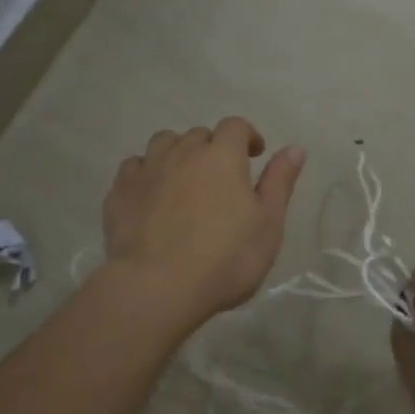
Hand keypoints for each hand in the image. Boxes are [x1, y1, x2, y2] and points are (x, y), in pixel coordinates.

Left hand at [102, 119, 305, 328]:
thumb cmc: (225, 258)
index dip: (247, 135)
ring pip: (163, 143)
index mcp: (222, 156)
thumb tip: (295, 148)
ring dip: (177, 153)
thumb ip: (280, 182)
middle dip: (212, 148)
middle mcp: (183, 152)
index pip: (235, 126)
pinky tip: (152, 195)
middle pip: (199, 135)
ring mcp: (147, 170)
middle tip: (221, 178)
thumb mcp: (268, 224)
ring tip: (184, 180)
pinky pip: (133, 168)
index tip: (254, 155)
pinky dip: (146, 173)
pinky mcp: (119, 193)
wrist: (156, 287)